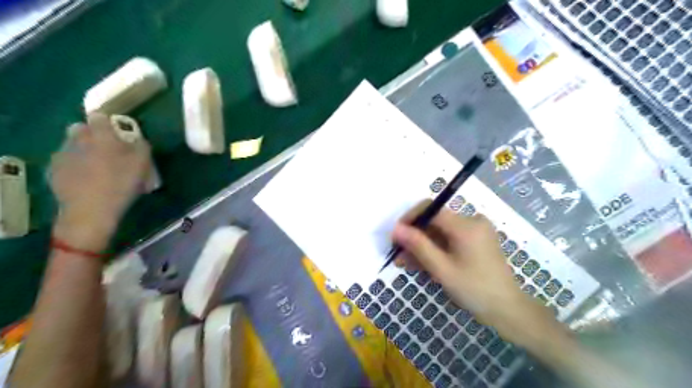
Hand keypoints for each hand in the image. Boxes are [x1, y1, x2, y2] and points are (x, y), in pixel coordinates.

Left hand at [49, 114, 150, 249]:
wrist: (91, 210)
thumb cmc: (121, 183)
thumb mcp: (143, 164)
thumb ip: (141, 146)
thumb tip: (137, 139)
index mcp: (100, 135)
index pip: (100, 117)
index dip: (109, 123)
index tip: (118, 134)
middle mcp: (77, 140)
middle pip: (81, 129)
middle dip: (93, 136)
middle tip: (109, 151)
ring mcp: (62, 155)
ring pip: (73, 145)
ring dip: (84, 151)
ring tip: (98, 168)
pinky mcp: (54, 171)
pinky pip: (66, 162)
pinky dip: (76, 167)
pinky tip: (88, 180)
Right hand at [394, 202, 554, 343]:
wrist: (508, 309)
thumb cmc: (474, 289)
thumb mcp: (442, 269)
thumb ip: (418, 245)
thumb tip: (396, 228)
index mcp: (466, 225)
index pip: (430, 209)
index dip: (410, 219)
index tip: (396, 236)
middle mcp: (472, 221)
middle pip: (435, 222)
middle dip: (415, 237)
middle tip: (398, 255)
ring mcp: (476, 231)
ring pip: (440, 232)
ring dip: (423, 246)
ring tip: (406, 263)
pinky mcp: (476, 240)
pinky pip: (450, 239)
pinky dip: (436, 250)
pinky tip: (422, 263)